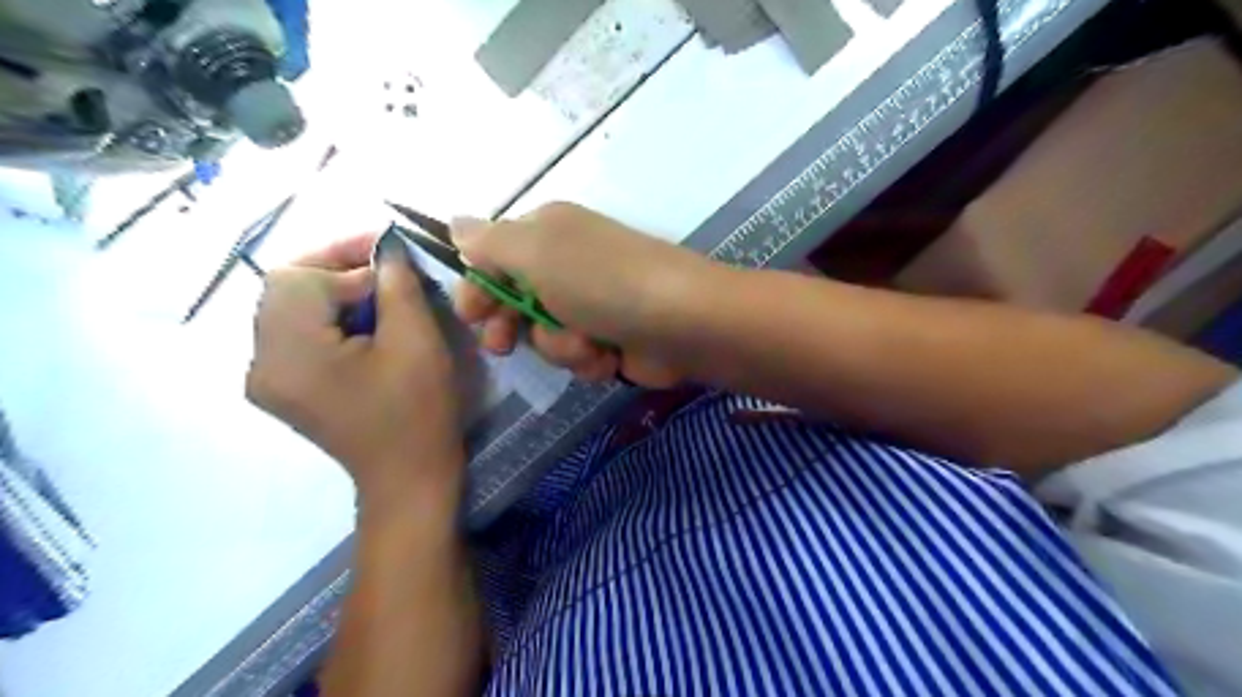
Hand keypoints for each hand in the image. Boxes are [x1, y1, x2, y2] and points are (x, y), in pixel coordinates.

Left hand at [248, 232, 465, 509]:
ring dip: (331, 290)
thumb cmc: (418, 411)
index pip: (297, 277)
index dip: (344, 258)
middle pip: (283, 288)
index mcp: (290, 353)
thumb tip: (387, 248)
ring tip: (378, 292)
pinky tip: (362, 322)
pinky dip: (327, 316)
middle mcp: (262, 363)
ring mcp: (268, 379)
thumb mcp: (416, 341)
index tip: (391, 257)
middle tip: (383, 266)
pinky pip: (295, 333)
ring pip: (288, 308)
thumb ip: (397, 285)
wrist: (408, 476)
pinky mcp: (284, 388)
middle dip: (334, 267)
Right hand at [454, 201, 717, 386]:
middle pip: (515, 302)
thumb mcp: (535, 252)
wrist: (682, 322)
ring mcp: (591, 305)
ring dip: (559, 346)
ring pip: (545, 336)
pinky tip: (607, 357)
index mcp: (547, 233)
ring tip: (585, 344)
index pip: (493, 257)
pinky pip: (577, 356)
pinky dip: (588, 360)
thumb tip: (455, 223)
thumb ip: (489, 242)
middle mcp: (566, 266)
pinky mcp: (610, 340)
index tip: (471, 315)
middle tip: (504, 344)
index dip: (477, 288)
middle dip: (511, 327)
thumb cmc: (603, 281)